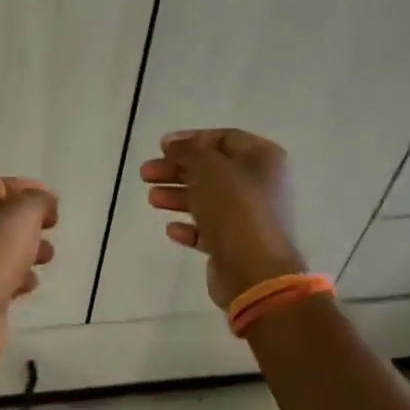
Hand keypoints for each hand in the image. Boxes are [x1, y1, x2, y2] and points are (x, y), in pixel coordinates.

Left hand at [0, 177, 57, 352]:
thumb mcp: (23, 214)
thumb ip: (38, 200)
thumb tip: (43, 203)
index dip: (23, 189)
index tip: (51, 203)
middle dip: (26, 223)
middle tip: (49, 229)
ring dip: (23, 249)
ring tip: (46, 257)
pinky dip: (11, 276)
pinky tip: (28, 284)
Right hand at [140, 130, 305, 309]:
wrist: (255, 271)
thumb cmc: (235, 208)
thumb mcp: (208, 168)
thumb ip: (188, 151)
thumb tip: (173, 144)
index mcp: (263, 159)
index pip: (224, 138)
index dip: (192, 140)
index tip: (162, 147)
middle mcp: (260, 185)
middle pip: (212, 170)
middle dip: (177, 170)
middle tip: (146, 174)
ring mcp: (250, 217)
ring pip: (208, 199)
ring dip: (178, 196)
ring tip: (152, 200)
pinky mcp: (237, 245)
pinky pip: (209, 230)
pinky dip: (189, 227)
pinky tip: (171, 229)